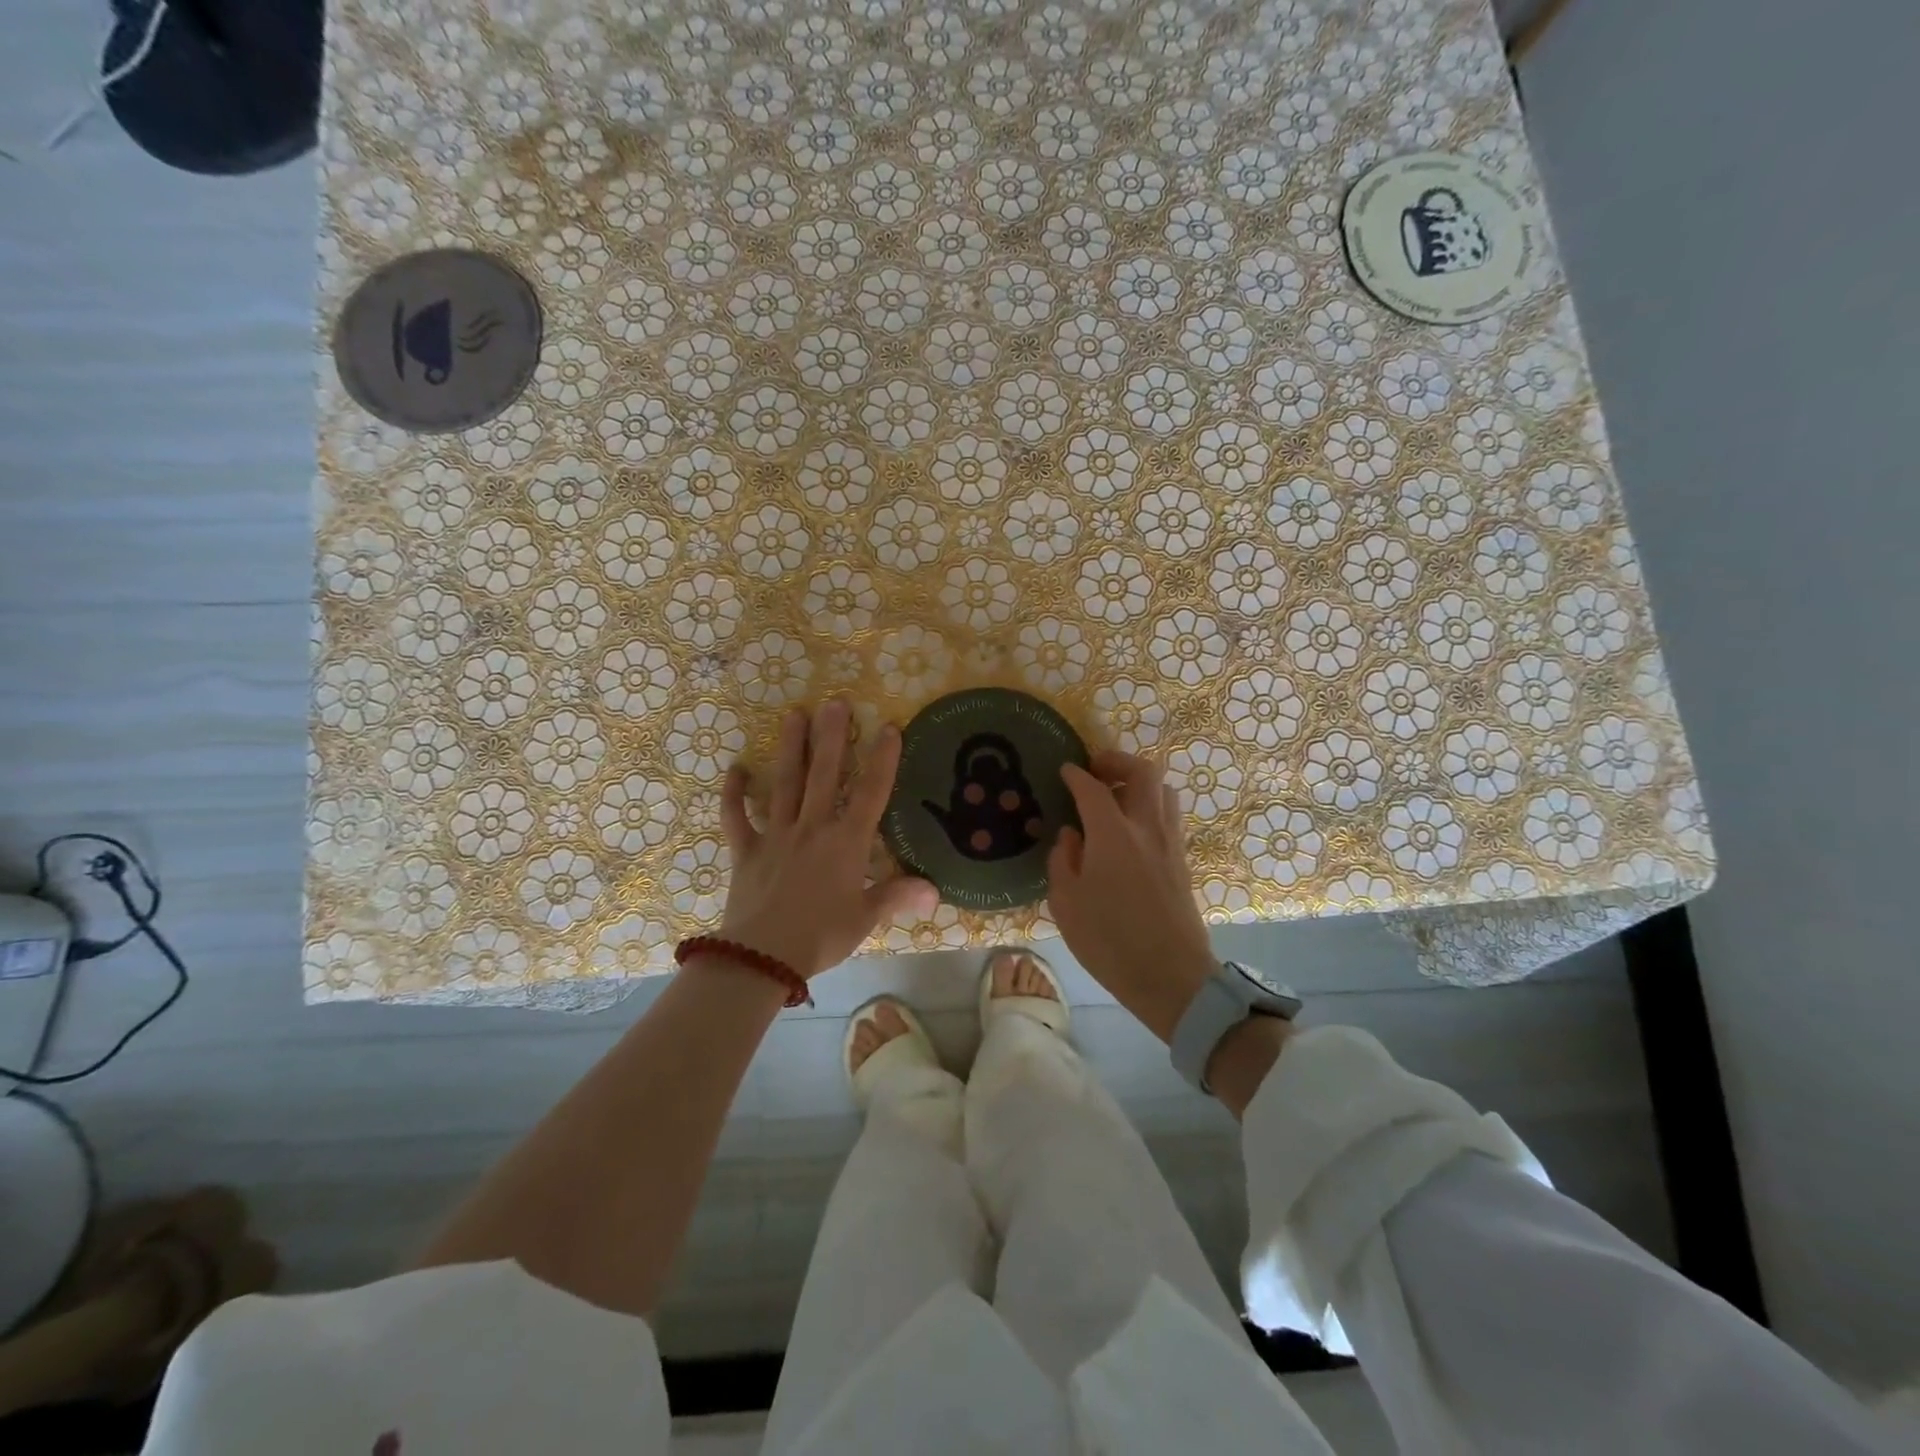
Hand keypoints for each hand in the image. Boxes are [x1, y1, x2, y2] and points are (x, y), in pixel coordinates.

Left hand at [719, 698, 937, 978]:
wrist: (762, 959)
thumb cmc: (821, 936)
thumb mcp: (865, 919)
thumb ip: (897, 897)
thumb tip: (935, 890)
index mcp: (846, 843)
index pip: (870, 793)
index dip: (882, 760)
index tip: (889, 727)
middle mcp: (812, 828)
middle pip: (824, 774)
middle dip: (832, 737)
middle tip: (834, 701)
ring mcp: (776, 835)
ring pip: (785, 783)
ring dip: (790, 748)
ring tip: (794, 714)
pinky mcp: (746, 850)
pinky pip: (736, 817)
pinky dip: (734, 794)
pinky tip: (736, 769)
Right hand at [1047, 751, 1214, 1043]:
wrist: (1171, 977)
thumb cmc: (1109, 941)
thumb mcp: (1066, 903)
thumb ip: (1063, 860)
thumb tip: (1071, 834)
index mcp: (1112, 834)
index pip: (1093, 788)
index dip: (1076, 775)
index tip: (1064, 770)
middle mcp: (1146, 828)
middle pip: (1143, 772)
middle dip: (1117, 762)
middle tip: (1096, 771)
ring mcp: (1170, 843)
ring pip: (1163, 791)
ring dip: (1139, 783)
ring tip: (1116, 797)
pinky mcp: (1182, 860)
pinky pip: (1169, 815)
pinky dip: (1150, 806)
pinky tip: (1131, 829)